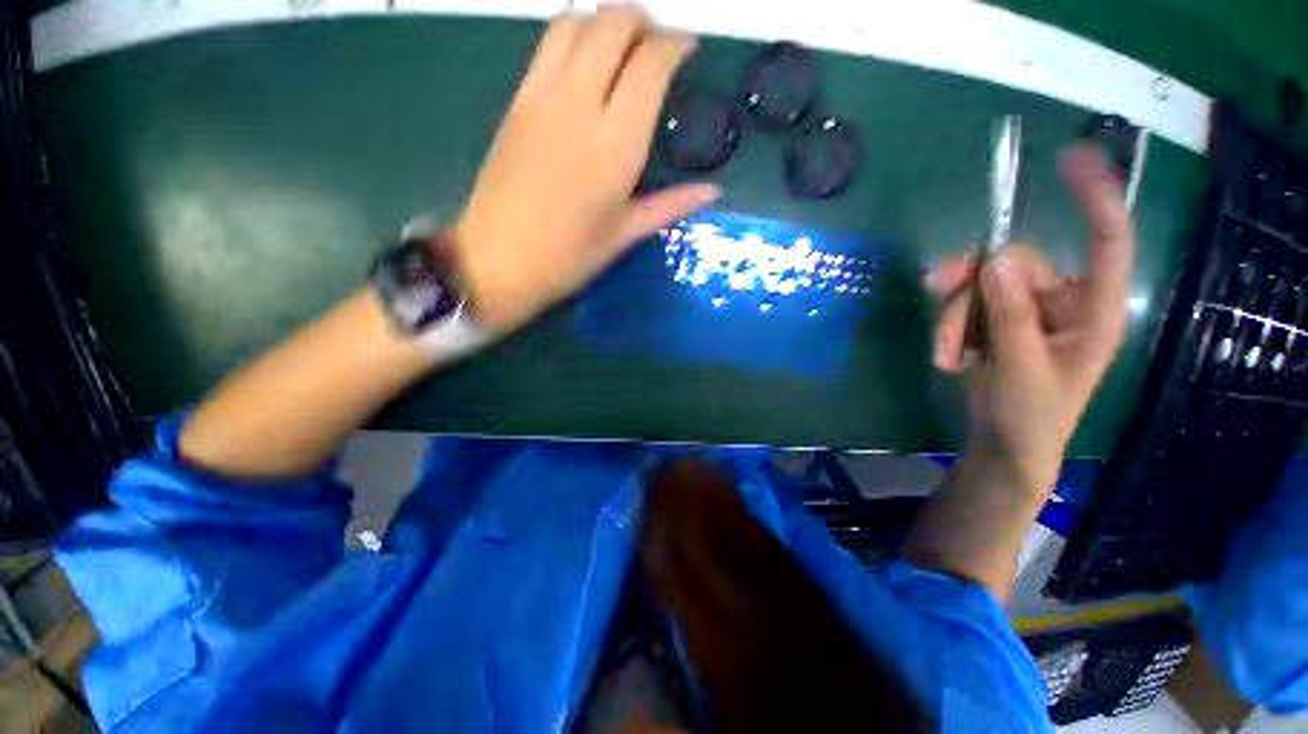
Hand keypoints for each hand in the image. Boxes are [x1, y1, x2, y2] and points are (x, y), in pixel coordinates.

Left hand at [453, 6, 719, 334]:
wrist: (497, 262)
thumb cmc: (568, 258)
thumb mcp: (624, 235)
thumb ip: (671, 205)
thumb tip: (713, 191)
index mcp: (616, 146)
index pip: (650, 64)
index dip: (675, 45)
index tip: (689, 48)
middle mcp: (579, 105)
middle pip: (612, 24)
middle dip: (642, 21)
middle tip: (658, 44)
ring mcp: (541, 97)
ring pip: (575, 22)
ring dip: (605, 19)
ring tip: (624, 44)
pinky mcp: (516, 101)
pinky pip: (546, 44)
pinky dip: (573, 33)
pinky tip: (585, 60)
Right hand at [924, 145, 1134, 493]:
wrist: (1003, 444)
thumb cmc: (1030, 415)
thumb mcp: (1020, 367)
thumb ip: (1010, 313)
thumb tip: (997, 255)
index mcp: (1092, 309)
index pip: (1106, 242)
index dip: (1094, 198)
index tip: (1071, 158)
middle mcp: (1060, 300)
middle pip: (1010, 265)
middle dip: (970, 294)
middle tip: (944, 324)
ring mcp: (1024, 310)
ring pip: (978, 286)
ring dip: (952, 319)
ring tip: (946, 357)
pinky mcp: (994, 321)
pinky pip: (963, 304)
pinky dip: (948, 328)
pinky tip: (948, 357)